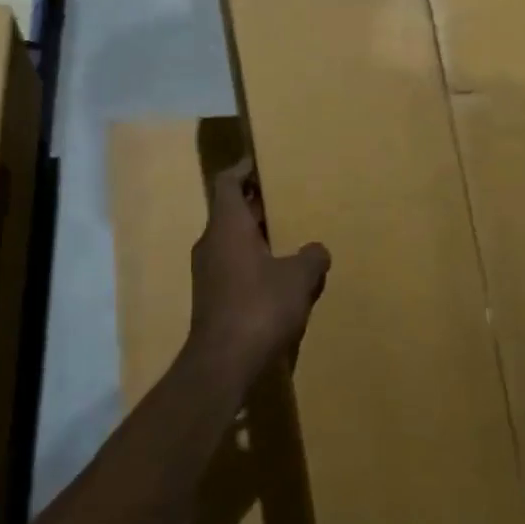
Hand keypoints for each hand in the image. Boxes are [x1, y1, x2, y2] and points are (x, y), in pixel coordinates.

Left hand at [189, 160, 329, 370]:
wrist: (223, 361)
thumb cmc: (260, 306)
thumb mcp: (297, 279)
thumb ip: (311, 258)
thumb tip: (317, 250)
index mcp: (226, 226)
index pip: (227, 183)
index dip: (242, 170)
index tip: (260, 162)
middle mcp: (210, 242)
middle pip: (228, 210)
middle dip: (254, 203)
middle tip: (284, 196)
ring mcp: (207, 270)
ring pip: (230, 239)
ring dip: (253, 233)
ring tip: (286, 233)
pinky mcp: (210, 296)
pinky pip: (231, 264)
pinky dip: (250, 259)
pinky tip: (276, 274)